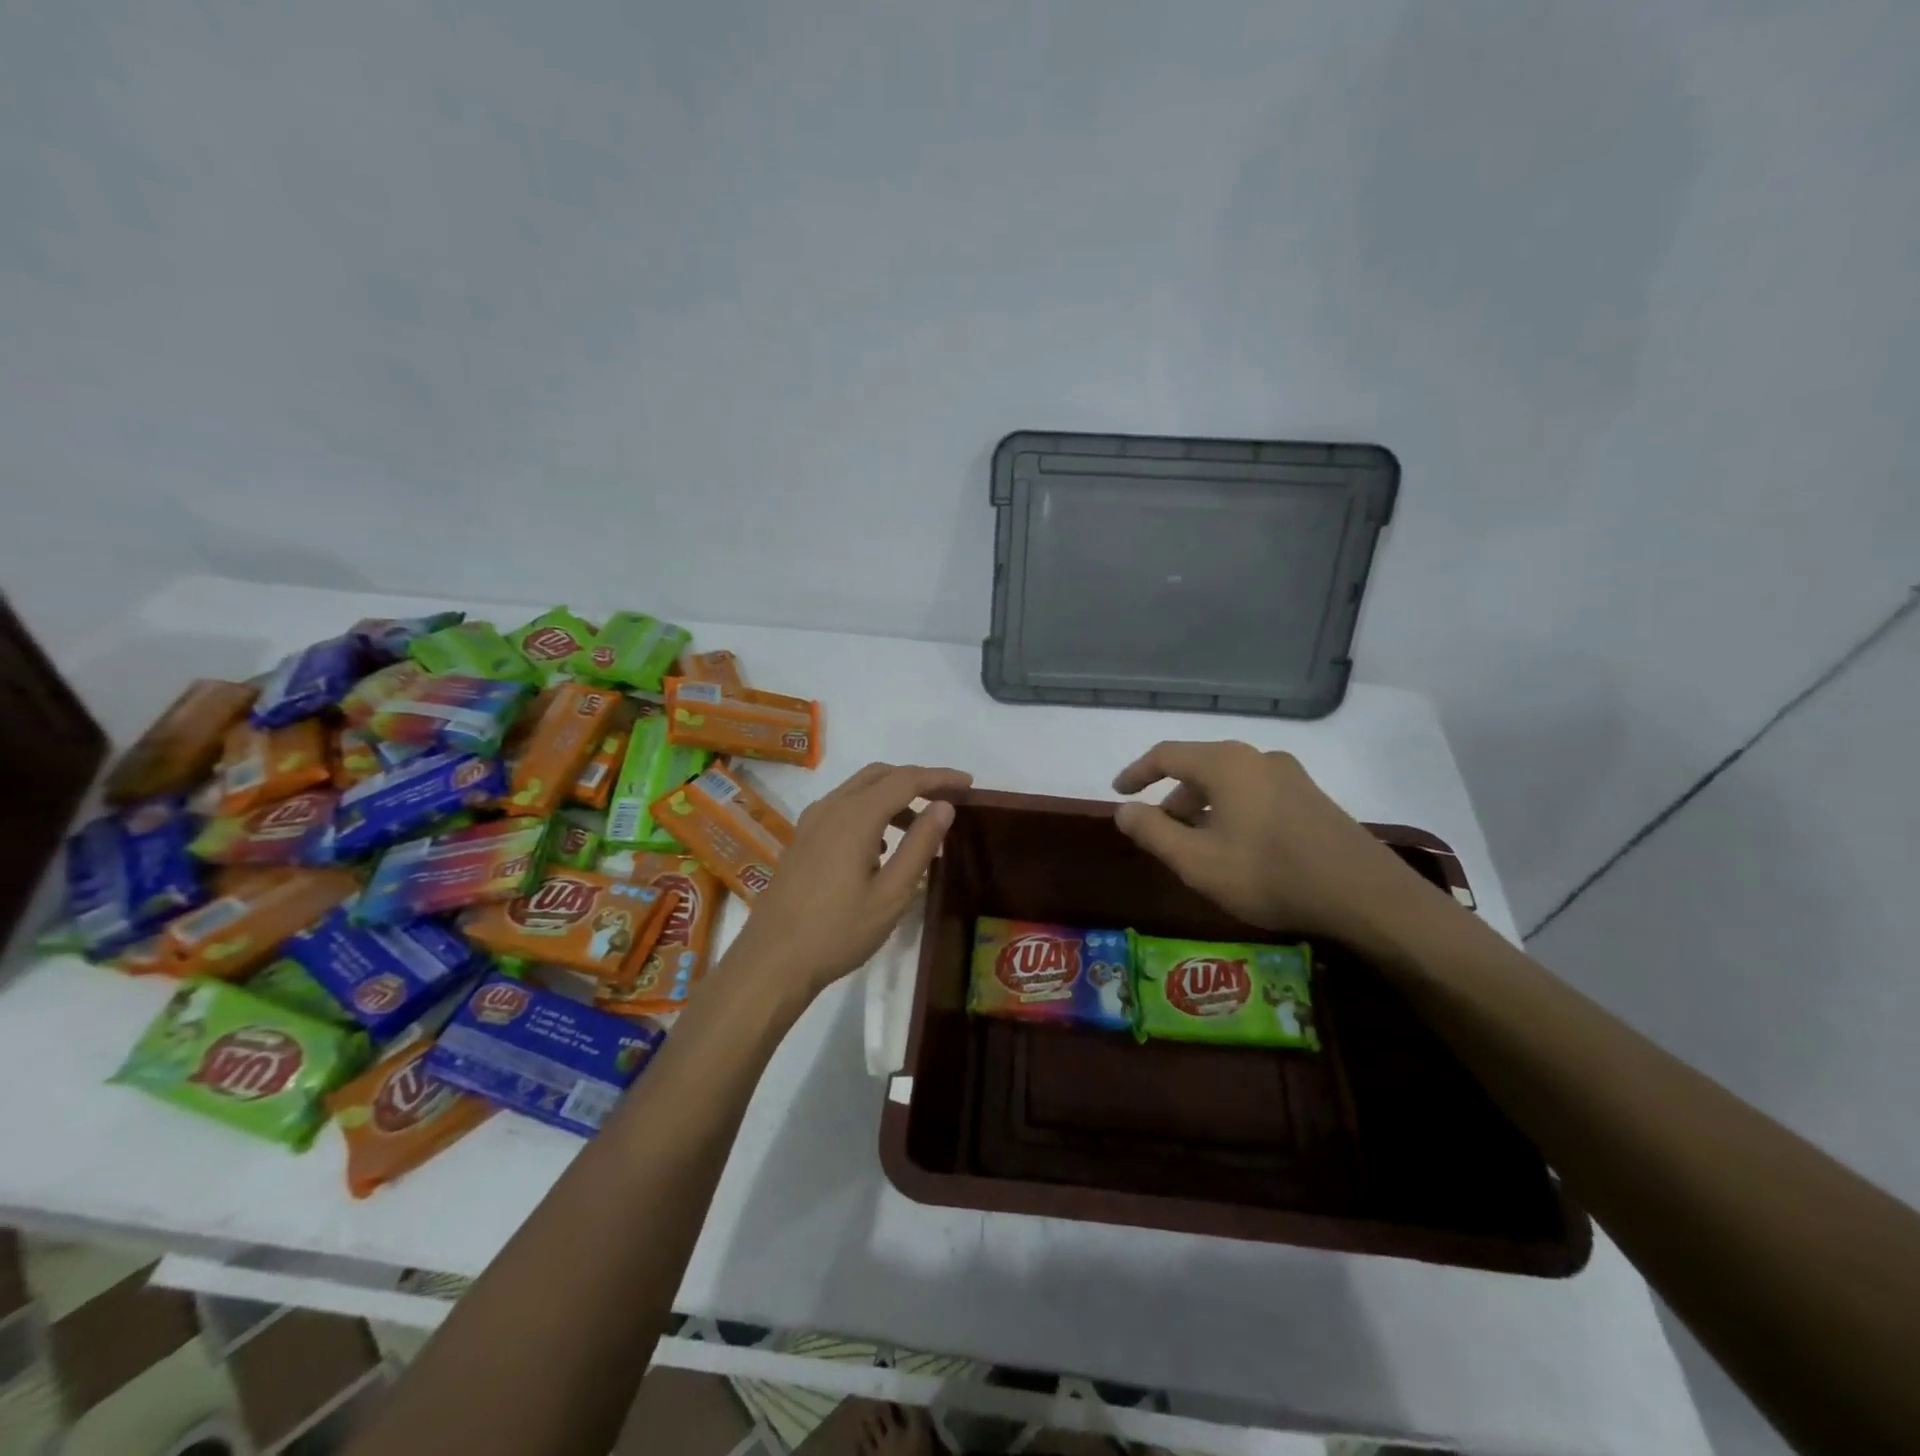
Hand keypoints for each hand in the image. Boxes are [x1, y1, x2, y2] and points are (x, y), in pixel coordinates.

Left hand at [722, 762, 971, 1004]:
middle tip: (948, 799)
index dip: (940, 777)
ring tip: (920, 827)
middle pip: (879, 775)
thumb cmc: (838, 931)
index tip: (969, 784)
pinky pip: (842, 808)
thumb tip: (944, 806)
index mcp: (855, 817)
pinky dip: (869, 810)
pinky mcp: (802, 839)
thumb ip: (919, 845)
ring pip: (858, 790)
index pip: (906, 780)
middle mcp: (830, 808)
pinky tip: (881, 846)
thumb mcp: (892, 894)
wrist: (773, 961)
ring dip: (892, 796)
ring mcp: (811, 822)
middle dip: (916, 780)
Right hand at [1112, 741, 1422, 950]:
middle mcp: (1257, 757)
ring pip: (1229, 782)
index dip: (1136, 772)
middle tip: (1159, 833)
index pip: (1166, 755)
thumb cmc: (1268, 873)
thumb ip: (1152, 832)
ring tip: (1196, 847)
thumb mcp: (1197, 861)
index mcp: (1225, 763)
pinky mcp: (1311, 797)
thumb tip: (1123, 811)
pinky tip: (1237, 848)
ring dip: (1203, 808)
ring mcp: (1290, 775)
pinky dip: (1231, 812)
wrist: (1364, 894)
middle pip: (1199, 768)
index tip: (1118, 793)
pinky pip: (1255, 793)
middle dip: (1172, 798)